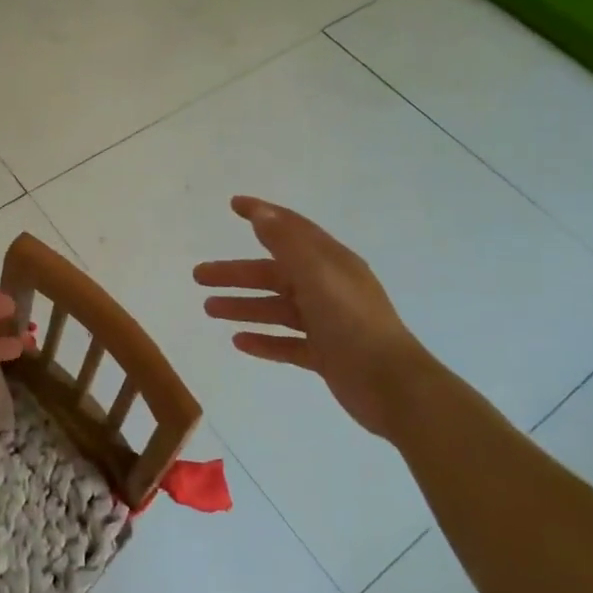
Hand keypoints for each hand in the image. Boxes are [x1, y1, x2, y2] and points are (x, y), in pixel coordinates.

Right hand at [193, 196, 431, 437]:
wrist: (393, 387)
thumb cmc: (354, 324)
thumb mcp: (318, 276)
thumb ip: (288, 245)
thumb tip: (262, 214)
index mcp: (331, 263)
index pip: (292, 229)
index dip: (263, 215)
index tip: (233, 205)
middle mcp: (328, 288)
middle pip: (274, 273)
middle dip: (236, 273)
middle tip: (199, 275)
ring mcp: (327, 323)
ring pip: (276, 308)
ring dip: (243, 306)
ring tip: (209, 309)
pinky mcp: (325, 355)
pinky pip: (287, 342)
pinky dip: (263, 340)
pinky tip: (238, 342)